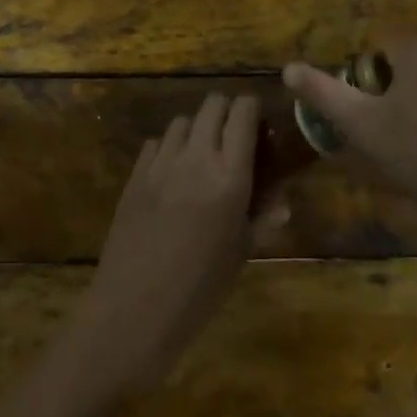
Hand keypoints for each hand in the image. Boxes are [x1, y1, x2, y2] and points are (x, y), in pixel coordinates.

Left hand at [71, 93, 259, 392]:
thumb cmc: (199, 290)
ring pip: (182, 120)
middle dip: (225, 112)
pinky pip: (156, 143)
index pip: (242, 113)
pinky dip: (168, 148)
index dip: (251, 108)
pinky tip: (171, 174)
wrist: (134, 311)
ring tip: (201, 154)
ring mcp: (161, 163)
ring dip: (196, 129)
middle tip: (233, 136)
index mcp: (229, 177)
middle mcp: (196, 158)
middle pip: (212, 105)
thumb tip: (282, 201)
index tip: (257, 120)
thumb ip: (262, 219)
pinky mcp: (135, 174)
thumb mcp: (240, 255)